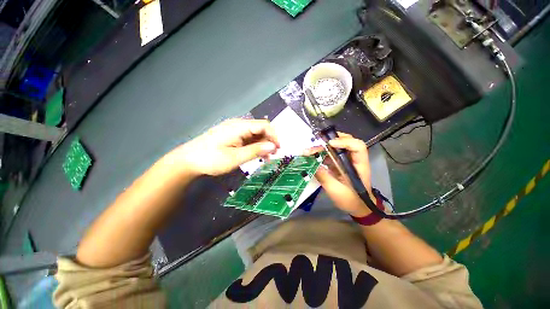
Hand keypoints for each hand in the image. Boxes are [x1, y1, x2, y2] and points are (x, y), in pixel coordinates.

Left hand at [172, 119, 279, 175]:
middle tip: (273, 155)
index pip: (264, 125)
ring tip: (266, 157)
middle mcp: (238, 125)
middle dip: (269, 141)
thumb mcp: (235, 158)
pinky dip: (254, 146)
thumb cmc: (211, 159)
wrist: (188, 161)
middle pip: (260, 129)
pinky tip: (256, 155)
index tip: (279, 149)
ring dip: (262, 144)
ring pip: (255, 134)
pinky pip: (248, 138)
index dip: (274, 136)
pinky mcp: (231, 136)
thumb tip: (273, 146)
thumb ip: (255, 151)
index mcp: (239, 127)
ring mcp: (234, 130)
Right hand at [304, 133, 374, 216]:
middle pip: (345, 141)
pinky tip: (311, 156)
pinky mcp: (339, 163)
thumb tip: (311, 165)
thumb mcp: (335, 190)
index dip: (344, 142)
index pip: (357, 146)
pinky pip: (330, 154)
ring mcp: (346, 160)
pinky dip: (321, 154)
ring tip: (309, 151)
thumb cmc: (350, 200)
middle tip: (314, 144)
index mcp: (359, 164)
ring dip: (322, 147)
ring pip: (335, 147)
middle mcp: (353, 159)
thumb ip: (323, 177)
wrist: (357, 206)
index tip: (329, 144)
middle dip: (329, 141)